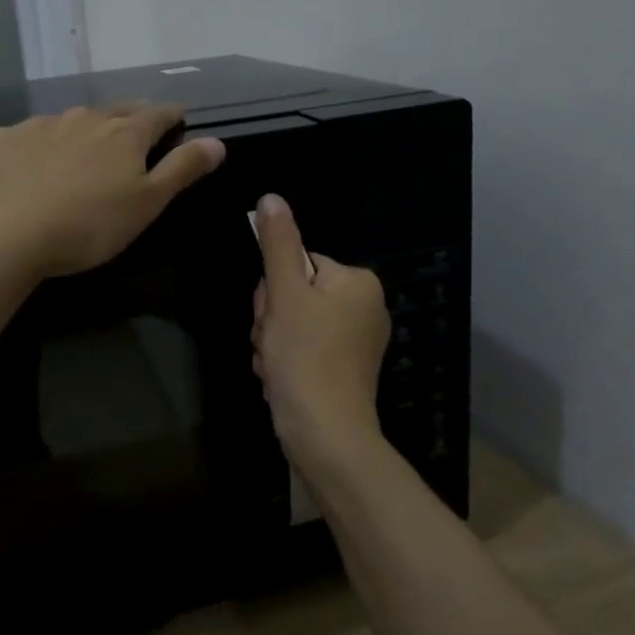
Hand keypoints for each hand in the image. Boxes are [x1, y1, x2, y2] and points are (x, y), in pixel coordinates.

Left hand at [0, 104, 225, 277]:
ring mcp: (39, 125)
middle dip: (129, 119)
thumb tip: (217, 141)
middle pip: (115, 111)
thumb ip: (182, 169)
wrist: (4, 234)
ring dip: (82, 132)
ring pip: (70, 121)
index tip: (179, 120)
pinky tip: (29, 168)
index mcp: (124, 133)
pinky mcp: (1, 139)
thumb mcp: (147, 204)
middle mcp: (83, 118)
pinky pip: (26, 136)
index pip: (158, 113)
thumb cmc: (88, 226)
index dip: (173, 116)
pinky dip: (36, 146)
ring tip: (81, 155)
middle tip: (134, 134)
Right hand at [250, 193, 391, 468]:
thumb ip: (277, 244)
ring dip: (272, 343)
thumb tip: (271, 197)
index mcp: (357, 282)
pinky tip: (281, 380)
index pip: (298, 264)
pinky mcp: (342, 370)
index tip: (273, 317)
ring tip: (276, 366)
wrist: (325, 436)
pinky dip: (285, 362)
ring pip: (291, 324)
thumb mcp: (285, 294)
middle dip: (272, 320)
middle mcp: (364, 307)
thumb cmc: (306, 358)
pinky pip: (302, 350)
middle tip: (274, 345)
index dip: (274, 291)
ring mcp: (355, 342)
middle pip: (294, 294)